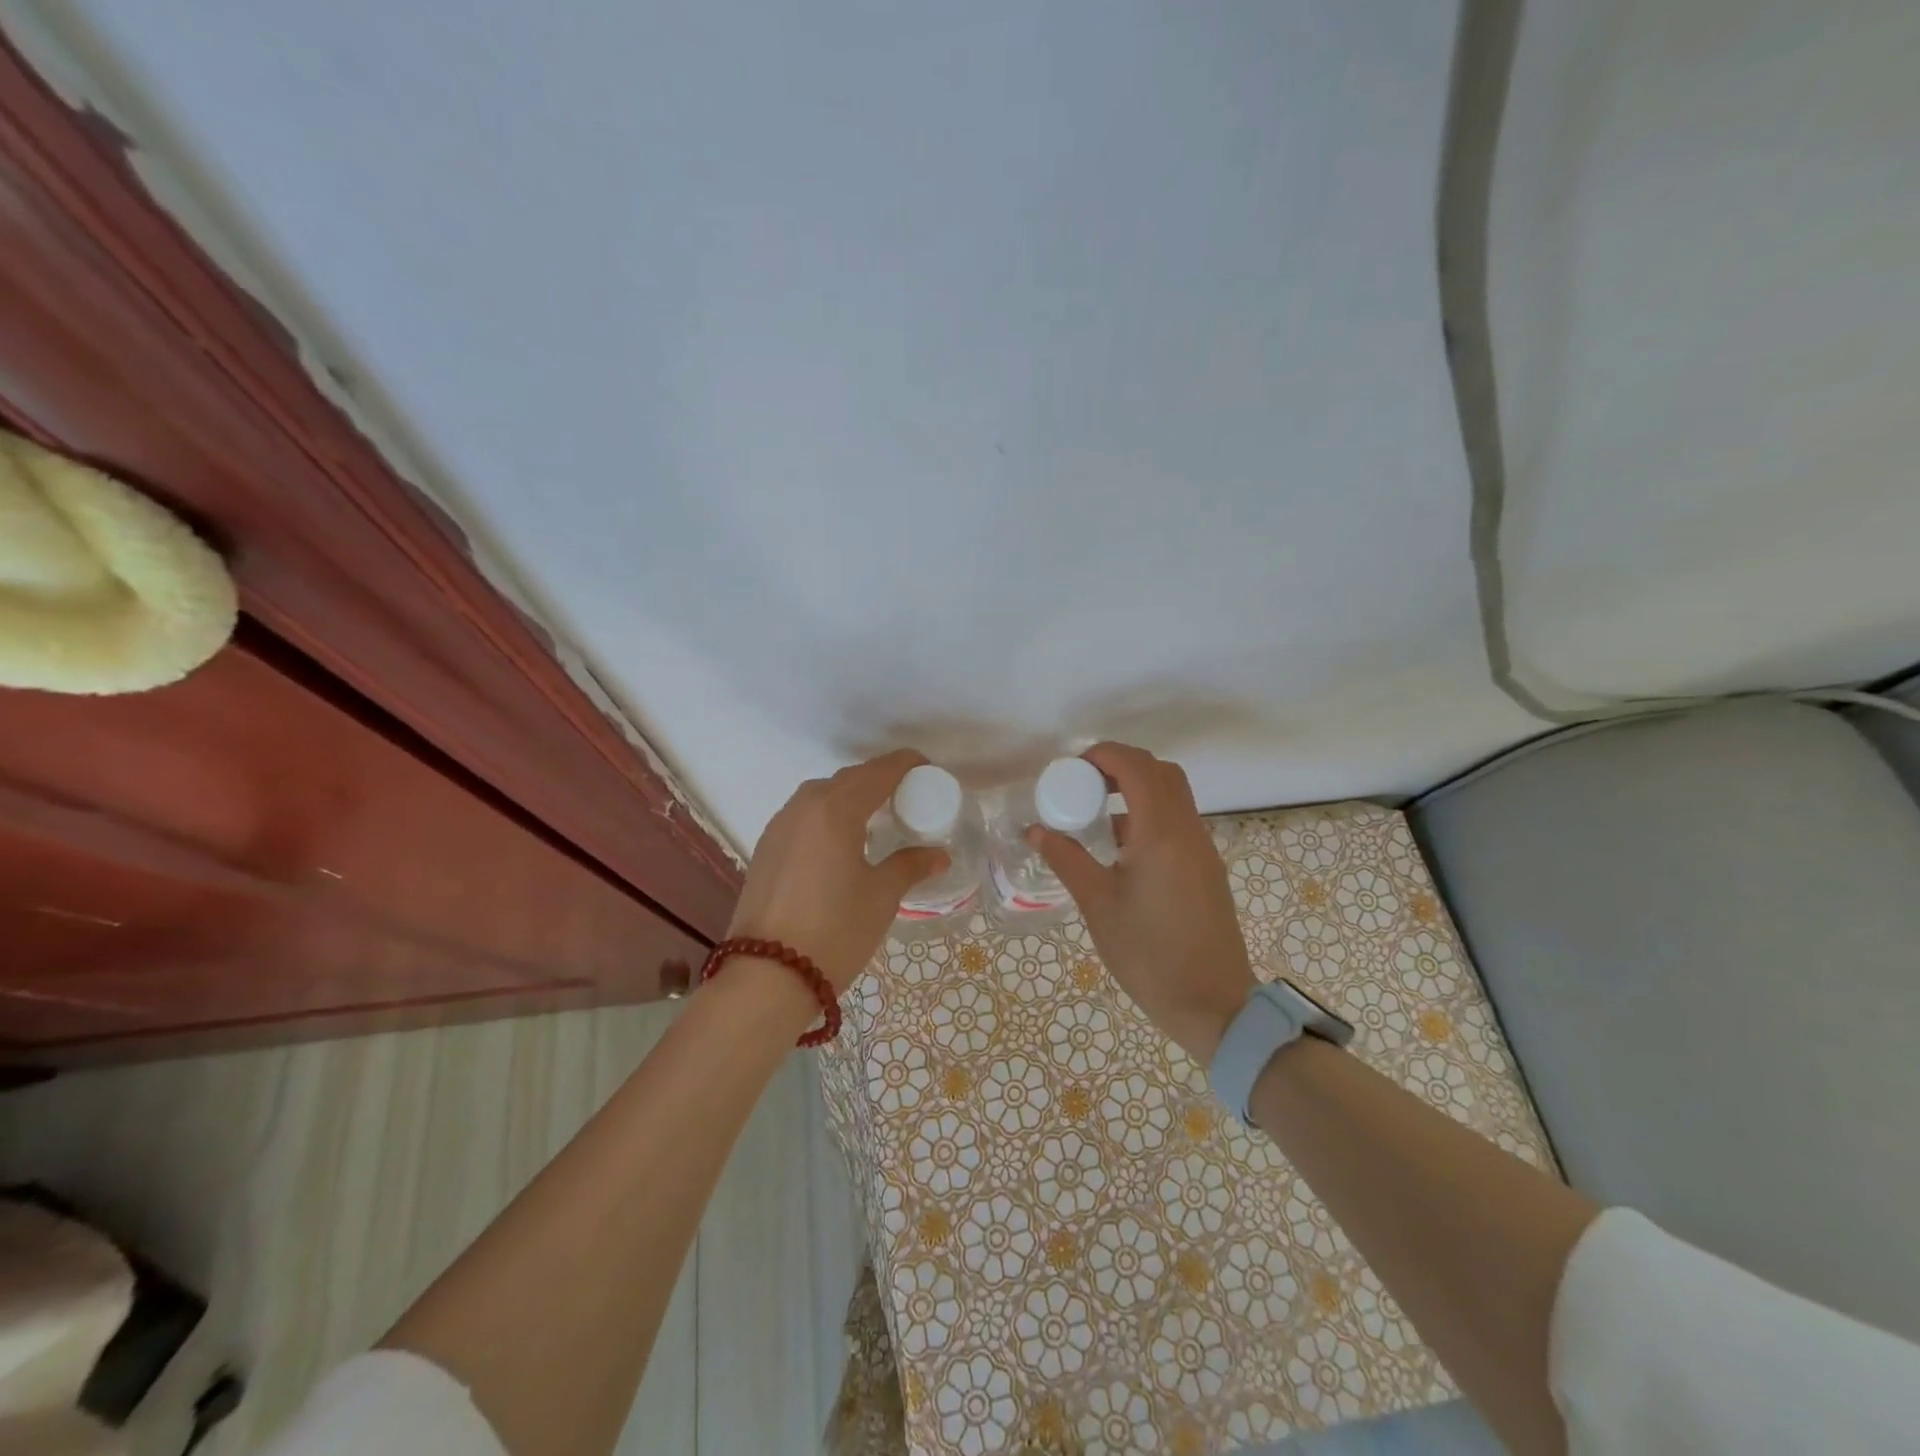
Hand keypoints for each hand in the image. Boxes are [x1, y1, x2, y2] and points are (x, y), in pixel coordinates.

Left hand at [728, 749, 948, 992]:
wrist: (767, 976)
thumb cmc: (835, 931)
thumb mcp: (881, 897)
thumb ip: (909, 866)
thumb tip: (938, 854)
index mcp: (836, 810)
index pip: (878, 772)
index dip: (905, 764)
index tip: (927, 769)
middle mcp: (804, 807)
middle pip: (848, 778)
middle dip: (878, 779)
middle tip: (906, 796)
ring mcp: (779, 826)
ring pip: (820, 795)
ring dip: (849, 795)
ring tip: (874, 817)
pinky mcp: (765, 848)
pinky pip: (803, 815)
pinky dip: (827, 814)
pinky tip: (840, 841)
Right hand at [1029, 743, 1254, 1062]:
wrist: (1212, 1005)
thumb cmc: (1148, 953)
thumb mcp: (1098, 904)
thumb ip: (1066, 858)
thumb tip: (1035, 829)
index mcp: (1161, 832)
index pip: (1136, 767)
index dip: (1103, 755)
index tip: (1071, 768)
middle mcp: (1188, 830)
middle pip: (1161, 772)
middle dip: (1121, 766)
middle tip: (1084, 783)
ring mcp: (1202, 849)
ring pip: (1174, 796)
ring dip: (1137, 789)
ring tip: (1096, 813)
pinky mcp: (1206, 869)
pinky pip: (1178, 822)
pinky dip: (1150, 814)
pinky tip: (1121, 847)